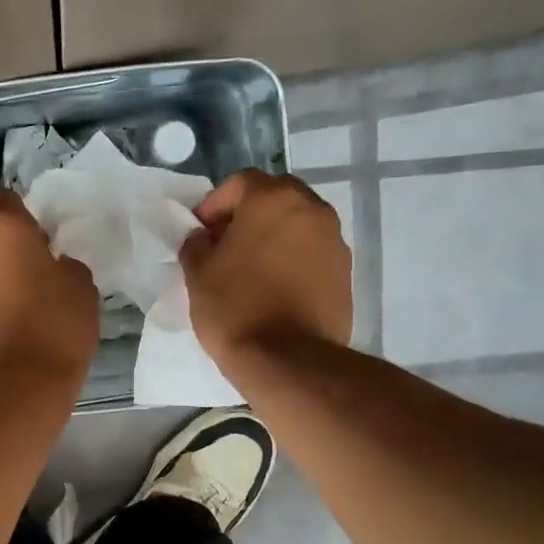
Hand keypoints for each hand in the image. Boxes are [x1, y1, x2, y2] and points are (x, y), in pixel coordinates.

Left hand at [0, 189, 99, 388]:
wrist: (11, 393)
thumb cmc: (55, 331)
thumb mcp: (82, 289)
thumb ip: (63, 266)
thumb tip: (49, 267)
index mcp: (0, 227)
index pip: (4, 199)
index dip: (21, 220)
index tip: (37, 247)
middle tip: (23, 287)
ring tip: (2, 319)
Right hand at [179, 170, 353, 370]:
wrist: (288, 360)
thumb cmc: (236, 307)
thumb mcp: (198, 273)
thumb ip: (197, 244)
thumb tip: (204, 238)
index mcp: (273, 199)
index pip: (239, 183)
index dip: (215, 205)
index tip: (201, 233)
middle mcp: (312, 209)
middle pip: (275, 198)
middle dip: (249, 216)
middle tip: (226, 246)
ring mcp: (335, 240)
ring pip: (298, 225)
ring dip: (274, 237)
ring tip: (252, 269)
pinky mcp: (346, 272)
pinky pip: (313, 253)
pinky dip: (294, 260)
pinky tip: (276, 288)